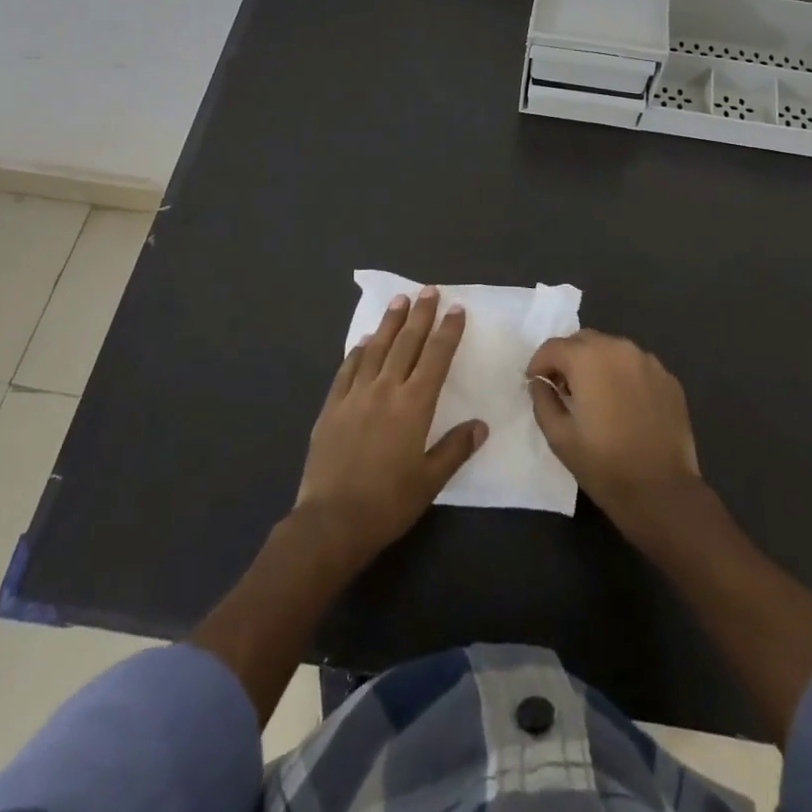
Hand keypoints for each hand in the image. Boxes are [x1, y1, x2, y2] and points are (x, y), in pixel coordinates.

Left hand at [296, 288, 485, 565]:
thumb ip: (455, 448)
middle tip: (429, 291)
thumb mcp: (430, 480)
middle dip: (420, 315)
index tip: (456, 308)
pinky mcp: (331, 407)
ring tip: (399, 301)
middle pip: (406, 343)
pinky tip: (364, 341)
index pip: (436, 357)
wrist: (332, 521)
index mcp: (414, 405)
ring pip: (376, 349)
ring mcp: (355, 395)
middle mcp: (385, 390)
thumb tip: (480, 425)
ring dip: (390, 323)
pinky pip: (347, 370)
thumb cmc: (388, 503)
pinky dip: (358, 351)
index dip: (447, 331)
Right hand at [527, 329, 702, 532]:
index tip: (536, 384)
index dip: (539, 364)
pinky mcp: (669, 379)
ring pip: (612, 350)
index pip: (553, 347)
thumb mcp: (558, 436)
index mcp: (588, 358)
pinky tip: (624, 405)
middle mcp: (620, 349)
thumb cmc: (603, 464)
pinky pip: (636, 366)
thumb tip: (540, 383)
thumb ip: (543, 400)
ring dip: (597, 364)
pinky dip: (623, 376)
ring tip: (595, 396)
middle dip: (568, 359)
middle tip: (563, 389)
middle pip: (583, 340)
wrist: (662, 491)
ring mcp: (649, 362)